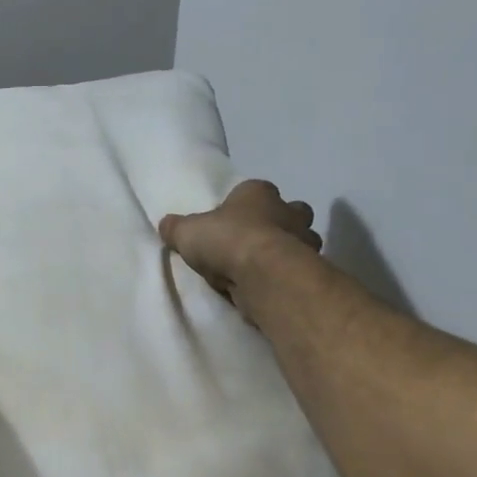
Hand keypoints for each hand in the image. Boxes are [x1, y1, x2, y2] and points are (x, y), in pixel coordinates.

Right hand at [159, 180, 322, 322]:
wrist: (263, 274)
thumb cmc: (227, 240)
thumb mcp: (187, 232)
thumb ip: (177, 228)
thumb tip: (165, 224)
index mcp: (259, 192)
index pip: (256, 190)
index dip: (244, 204)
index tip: (232, 220)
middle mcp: (289, 211)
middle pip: (291, 212)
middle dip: (280, 223)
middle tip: (255, 242)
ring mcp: (305, 241)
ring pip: (302, 241)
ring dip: (288, 251)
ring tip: (262, 269)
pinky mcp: (310, 270)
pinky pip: (299, 269)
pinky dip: (287, 275)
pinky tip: (269, 286)